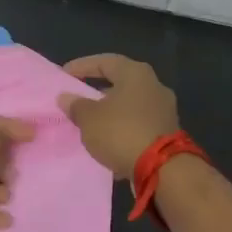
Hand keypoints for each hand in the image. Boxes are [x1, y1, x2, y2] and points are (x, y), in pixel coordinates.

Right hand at [58, 55, 179, 180]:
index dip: (81, 66)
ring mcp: (164, 110)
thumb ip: (76, 105)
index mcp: (135, 73)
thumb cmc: (122, 132)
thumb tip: (66, 97)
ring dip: (110, 113)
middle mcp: (153, 85)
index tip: (63, 75)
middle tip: (78, 98)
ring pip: (130, 105)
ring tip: (90, 123)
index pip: (104, 61)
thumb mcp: (89, 119)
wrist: (163, 169)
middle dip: (97, 91)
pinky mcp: (168, 133)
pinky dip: (122, 130)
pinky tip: (108, 143)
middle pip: (120, 82)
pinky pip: (138, 125)